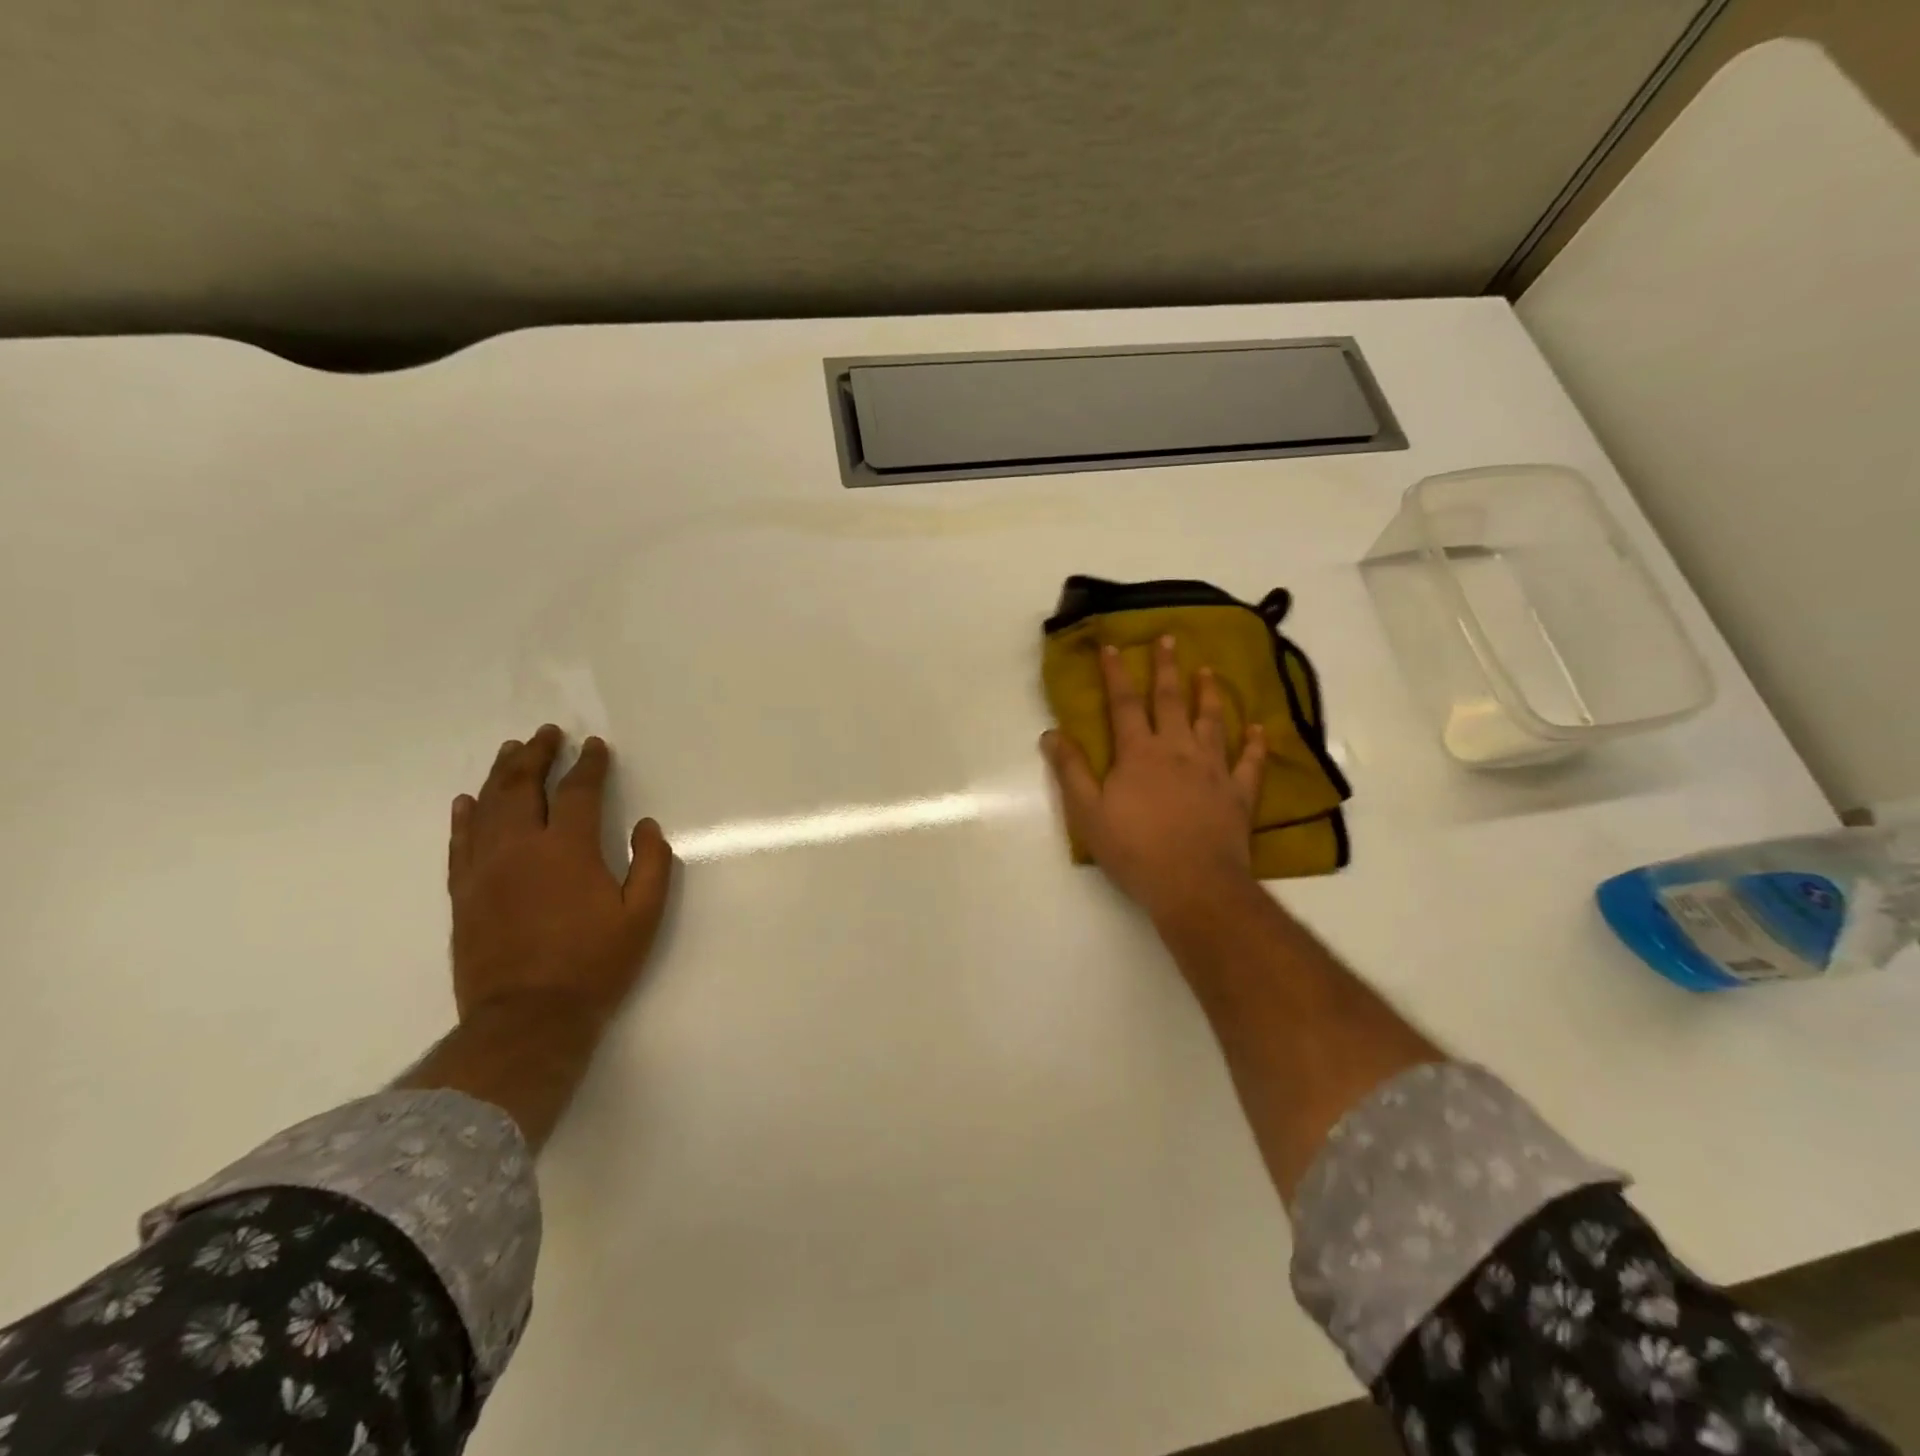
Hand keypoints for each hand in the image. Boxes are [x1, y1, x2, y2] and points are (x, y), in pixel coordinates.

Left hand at [447, 725, 674, 1029]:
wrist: (528, 1020)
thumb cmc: (594, 965)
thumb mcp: (643, 917)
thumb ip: (652, 864)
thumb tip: (646, 826)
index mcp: (567, 849)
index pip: (577, 791)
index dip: (588, 764)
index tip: (594, 746)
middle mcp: (520, 848)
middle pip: (523, 787)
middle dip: (537, 755)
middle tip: (547, 734)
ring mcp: (484, 870)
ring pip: (488, 807)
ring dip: (501, 774)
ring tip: (512, 751)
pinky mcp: (463, 894)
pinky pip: (460, 843)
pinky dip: (465, 817)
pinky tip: (467, 800)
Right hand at [1042, 635, 1265, 922]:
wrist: (1193, 884)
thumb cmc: (1134, 850)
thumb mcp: (1088, 813)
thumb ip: (1070, 770)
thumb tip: (1052, 733)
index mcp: (1139, 754)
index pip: (1123, 705)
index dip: (1115, 674)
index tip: (1112, 646)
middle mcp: (1177, 750)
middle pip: (1170, 701)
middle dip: (1166, 668)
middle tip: (1168, 638)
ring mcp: (1213, 769)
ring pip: (1211, 721)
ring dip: (1209, 694)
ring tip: (1209, 671)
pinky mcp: (1238, 793)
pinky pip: (1250, 761)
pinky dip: (1255, 743)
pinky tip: (1259, 728)